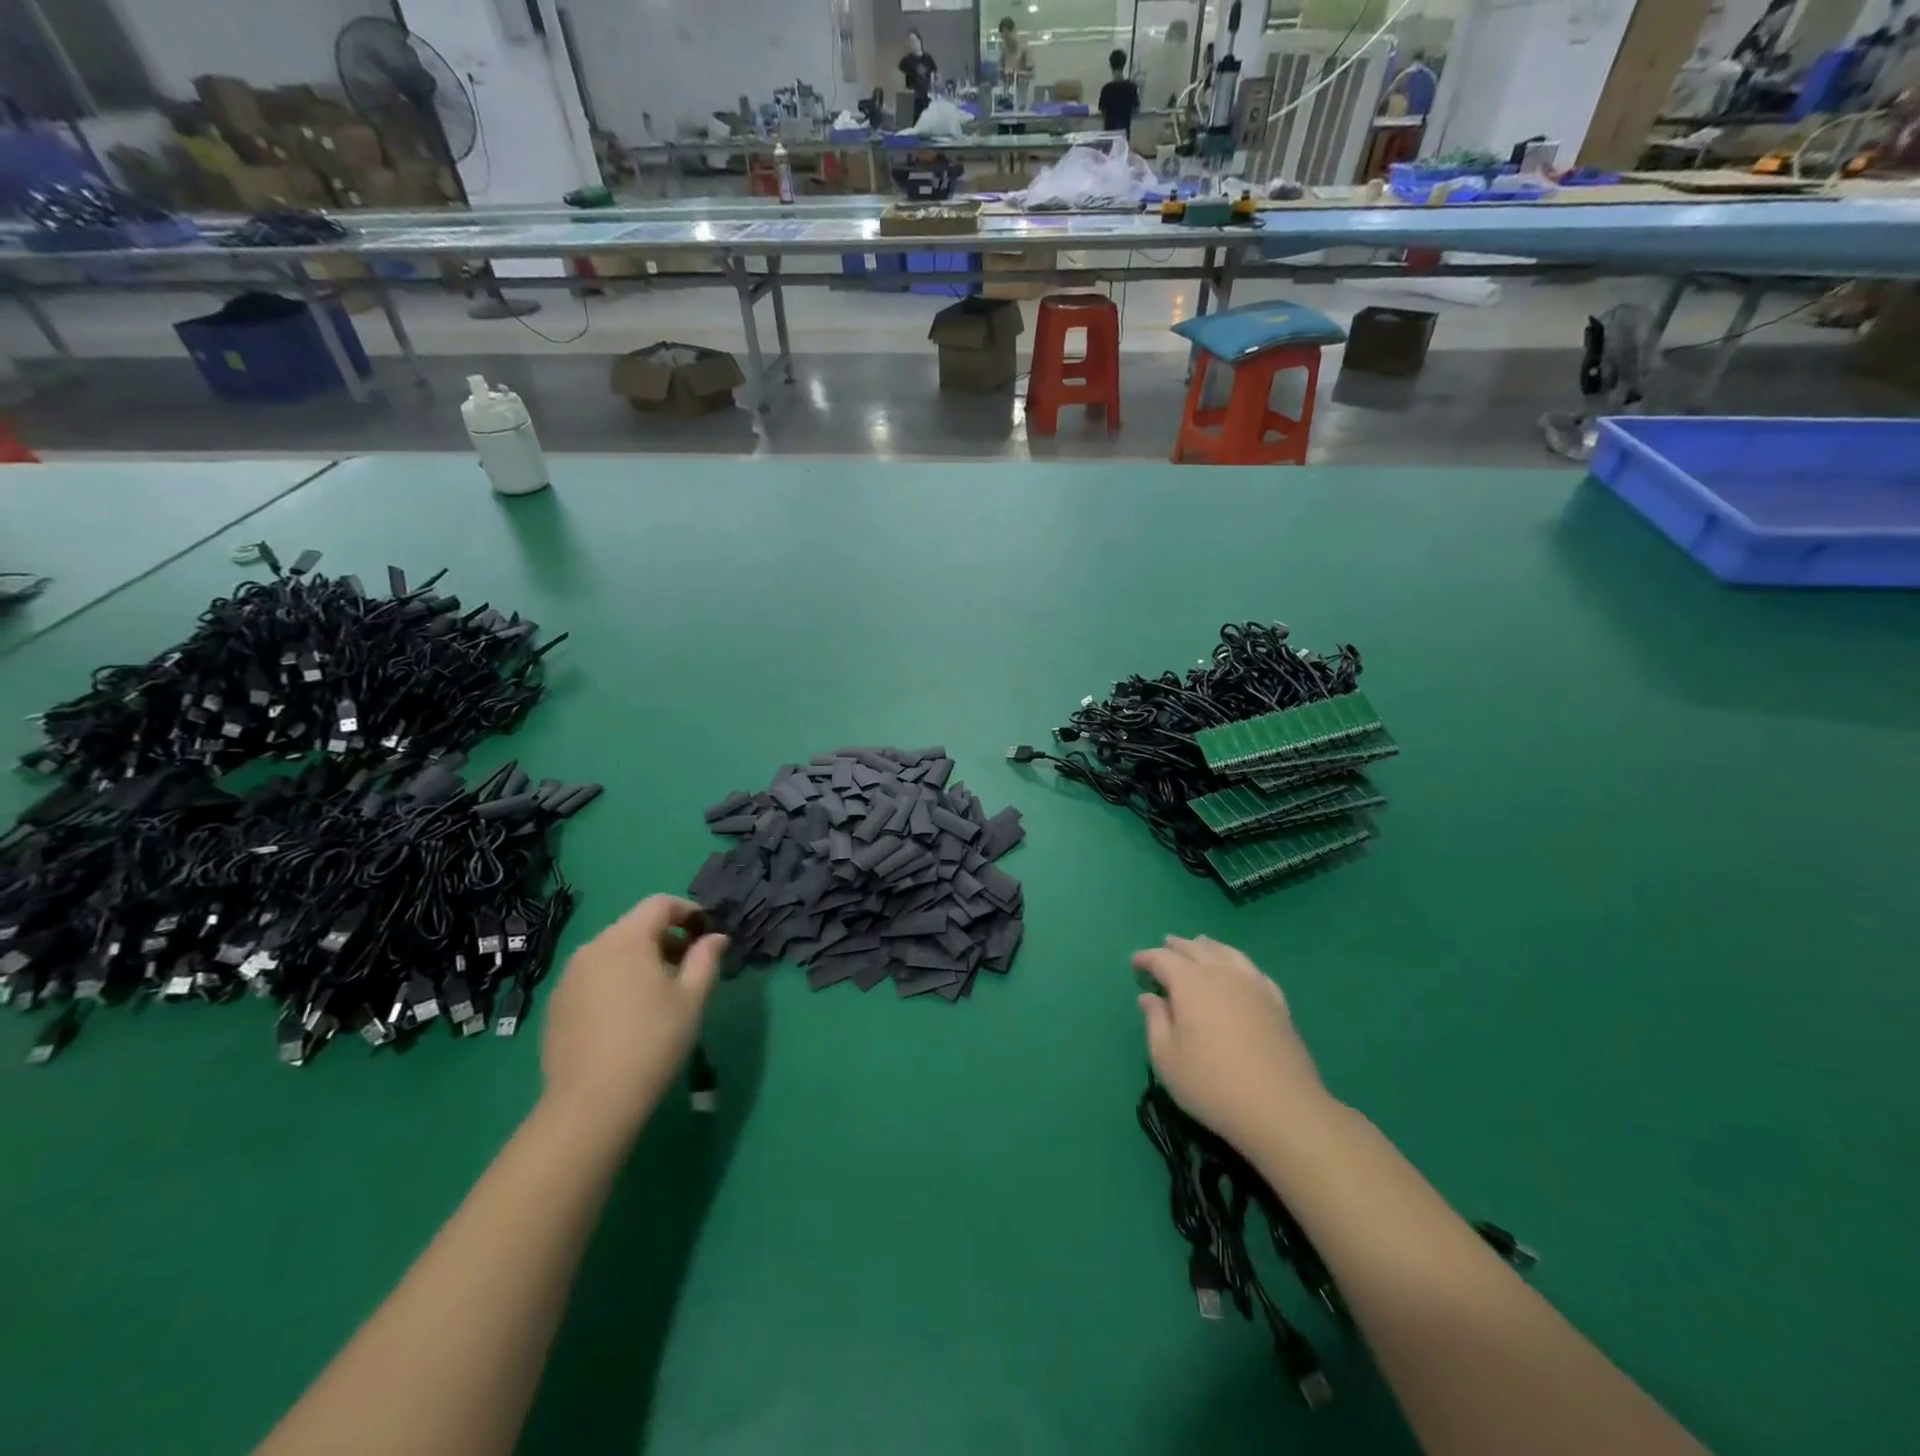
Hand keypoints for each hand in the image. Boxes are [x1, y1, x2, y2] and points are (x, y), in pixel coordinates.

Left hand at [540, 896, 725, 1139]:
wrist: (591, 1103)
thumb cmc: (652, 1041)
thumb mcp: (691, 998)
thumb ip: (706, 959)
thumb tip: (716, 937)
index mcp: (626, 939)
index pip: (660, 904)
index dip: (688, 911)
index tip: (707, 933)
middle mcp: (592, 948)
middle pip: (634, 926)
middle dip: (666, 937)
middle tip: (688, 966)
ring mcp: (568, 977)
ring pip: (612, 952)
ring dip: (640, 959)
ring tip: (660, 992)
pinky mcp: (556, 1004)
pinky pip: (593, 977)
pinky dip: (615, 980)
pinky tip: (627, 1015)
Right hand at [1133, 935, 1333, 1153]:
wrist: (1281, 1108)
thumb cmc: (1212, 1084)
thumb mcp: (1167, 1058)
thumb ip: (1155, 1021)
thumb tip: (1149, 997)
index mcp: (1190, 983)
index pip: (1163, 959)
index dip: (1147, 958)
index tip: (1136, 963)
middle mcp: (1221, 974)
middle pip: (1196, 949)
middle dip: (1177, 946)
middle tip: (1166, 945)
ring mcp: (1253, 985)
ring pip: (1227, 952)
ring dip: (1209, 946)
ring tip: (1200, 944)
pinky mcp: (1277, 1002)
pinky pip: (1253, 970)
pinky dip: (1238, 962)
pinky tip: (1239, 970)